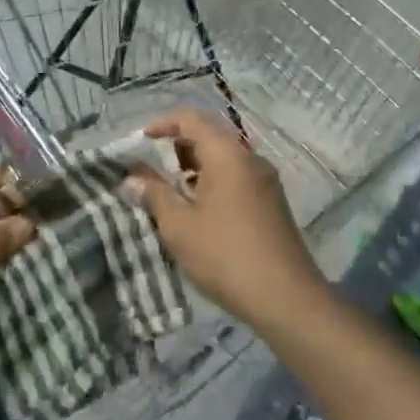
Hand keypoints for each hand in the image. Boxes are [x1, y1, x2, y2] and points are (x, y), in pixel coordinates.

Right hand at [127, 109, 323, 330]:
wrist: (287, 300)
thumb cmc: (225, 255)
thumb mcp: (179, 225)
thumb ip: (153, 194)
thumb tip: (131, 177)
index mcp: (227, 154)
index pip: (191, 118)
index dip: (162, 124)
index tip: (141, 142)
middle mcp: (249, 158)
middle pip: (210, 133)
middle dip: (179, 144)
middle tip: (155, 167)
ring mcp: (265, 181)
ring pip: (225, 156)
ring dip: (196, 164)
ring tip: (174, 191)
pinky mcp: (272, 203)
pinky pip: (237, 175)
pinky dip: (214, 180)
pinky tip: (200, 210)